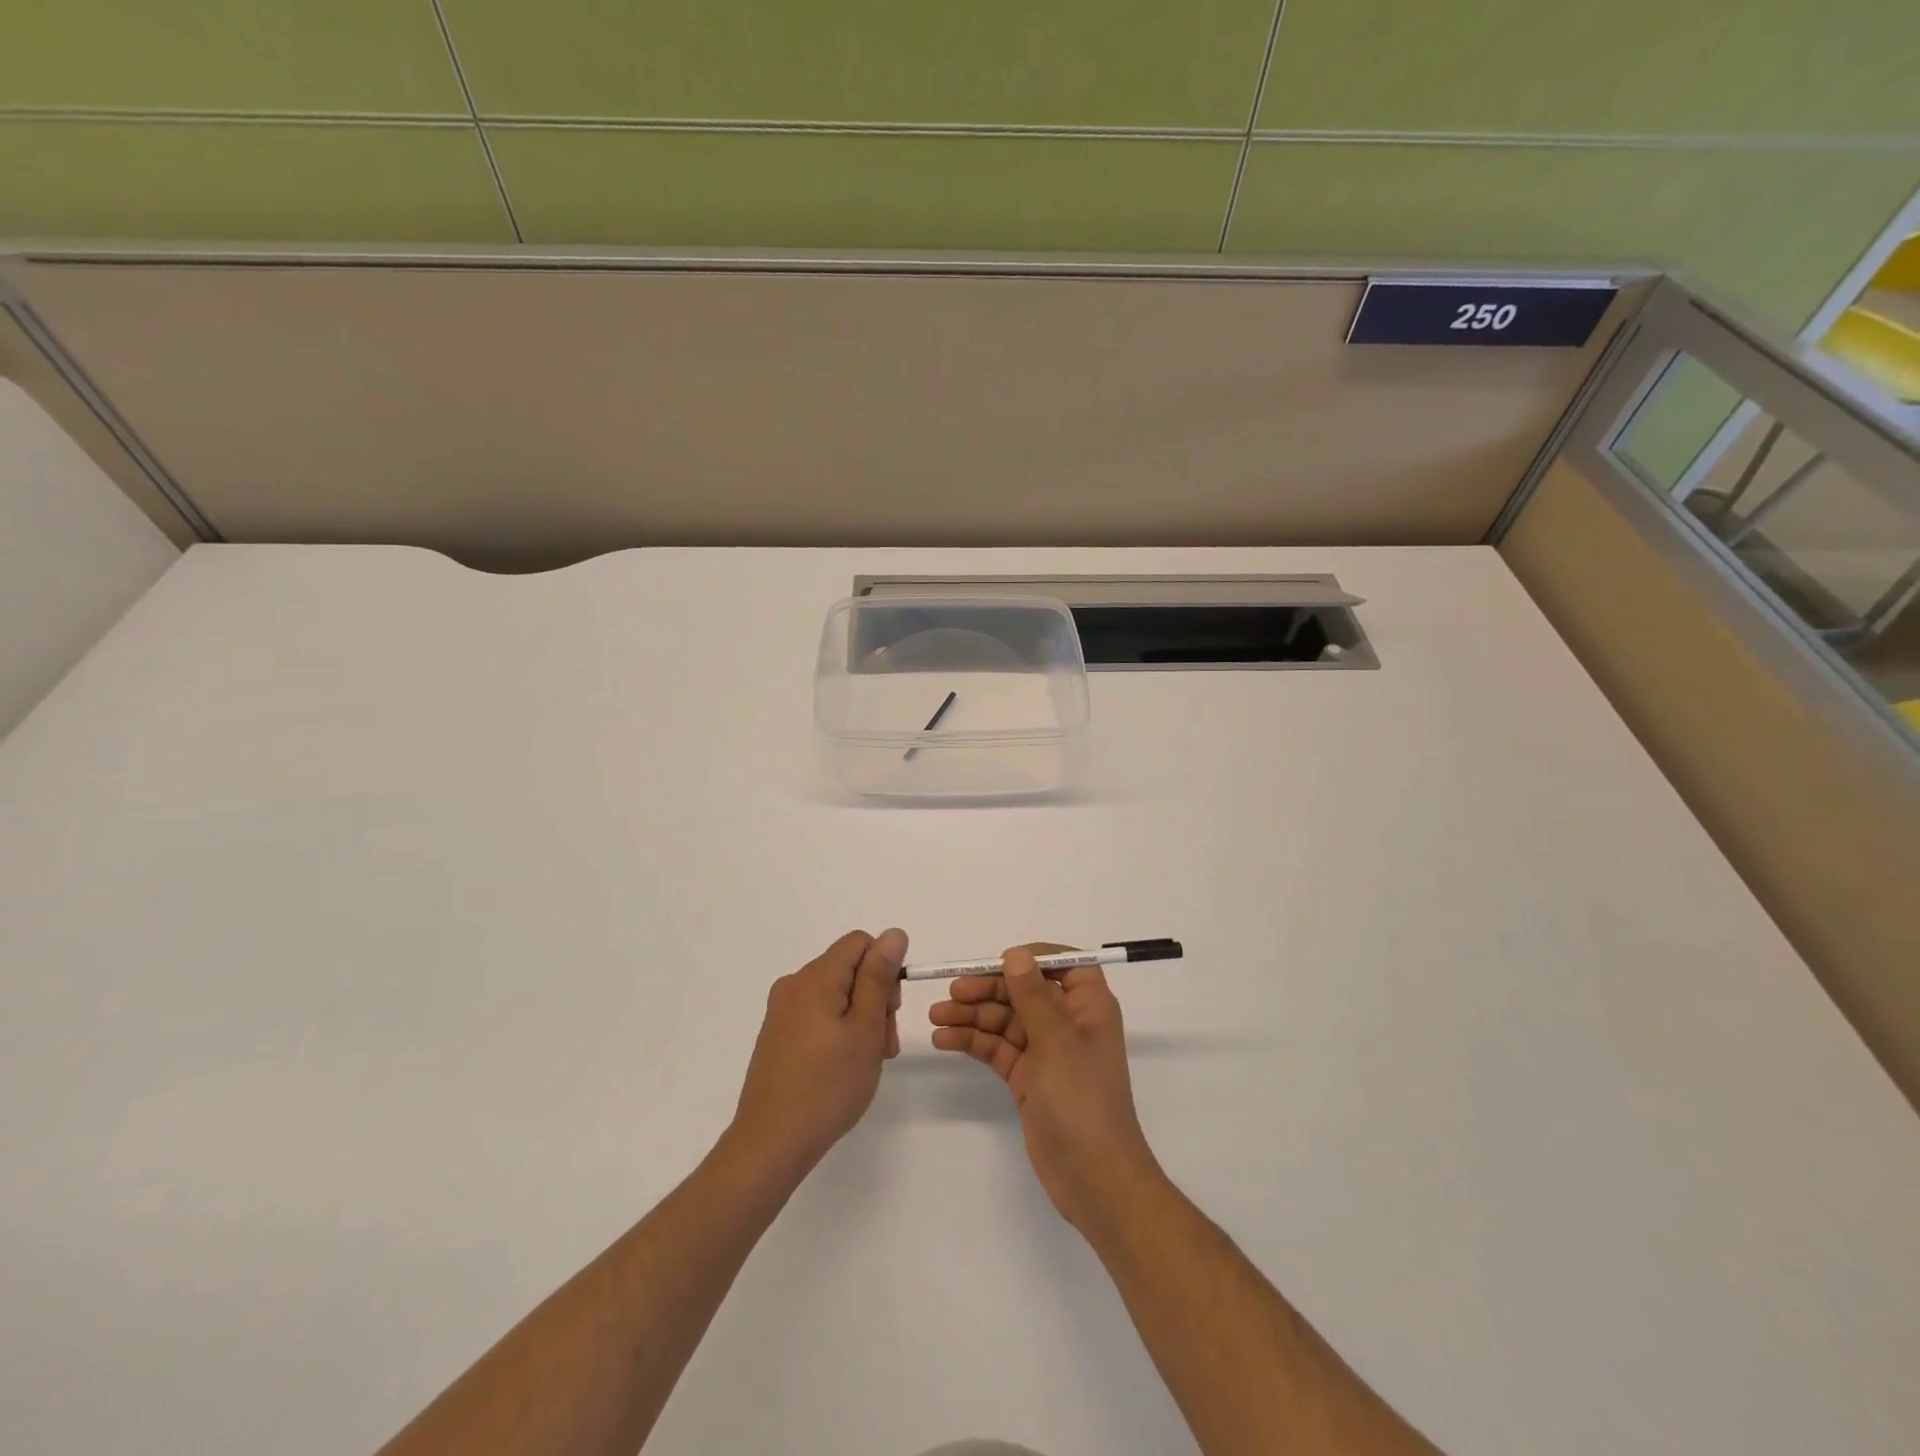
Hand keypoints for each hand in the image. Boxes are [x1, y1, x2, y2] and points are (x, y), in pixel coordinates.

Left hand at [727, 929, 906, 1185]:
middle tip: (884, 1044)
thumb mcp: (865, 1028)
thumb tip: (894, 934)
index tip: (891, 1011)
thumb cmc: (828, 1085)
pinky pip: (818, 1015)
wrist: (770, 1144)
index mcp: (815, 977)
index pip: (861, 943)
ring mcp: (782, 1011)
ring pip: (836, 994)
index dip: (885, 969)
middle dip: (876, 997)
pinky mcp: (777, 1035)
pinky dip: (839, 1031)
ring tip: (868, 1062)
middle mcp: (794, 985)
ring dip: (860, 1018)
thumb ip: (879, 977)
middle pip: (849, 969)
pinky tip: (843, 1067)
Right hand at [929, 944, 1164, 1236]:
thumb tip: (1016, 953)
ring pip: (1005, 1019)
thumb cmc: (1081, 1100)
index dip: (1031, 957)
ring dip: (973, 1015)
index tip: (996, 961)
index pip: (1063, 963)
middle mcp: (1068, 1022)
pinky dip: (973, 1041)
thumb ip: (1032, 995)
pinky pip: (997, 1048)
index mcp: (1088, 1005)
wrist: (1093, 1178)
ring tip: (936, 1017)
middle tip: (951, 992)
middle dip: (988, 989)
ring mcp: (1046, 1050)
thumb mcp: (1055, 1040)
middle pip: (1024, 990)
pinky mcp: (1028, 1077)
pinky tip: (945, 1039)